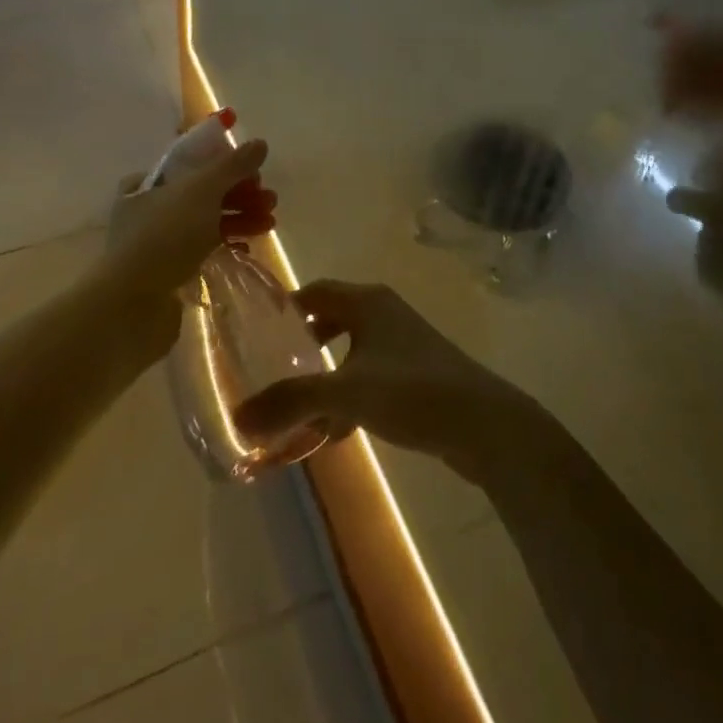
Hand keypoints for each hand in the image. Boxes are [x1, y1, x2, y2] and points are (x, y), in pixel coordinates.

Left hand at [103, 137, 275, 299]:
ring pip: (206, 222)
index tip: (255, 173)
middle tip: (270, 200)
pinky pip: (203, 249)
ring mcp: (158, 242)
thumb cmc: (165, 236)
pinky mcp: (168, 271)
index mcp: (147, 183)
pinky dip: (226, 244)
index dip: (226, 165)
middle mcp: (148, 209)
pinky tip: (248, 246)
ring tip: (270, 223)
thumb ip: (233, 166)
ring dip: (240, 218)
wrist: (132, 305)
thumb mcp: (202, 190)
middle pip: (203, 193)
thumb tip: (260, 143)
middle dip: (240, 194)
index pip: (192, 164)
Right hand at [233, 281, 536, 484]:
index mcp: (367, 302)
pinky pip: (370, 376)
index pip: (314, 291)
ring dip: (325, 376)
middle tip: (272, 371)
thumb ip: (291, 402)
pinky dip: (349, 395)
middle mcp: (384, 313)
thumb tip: (238, 417)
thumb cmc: (412, 390)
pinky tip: (336, 431)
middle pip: (331, 320)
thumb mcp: (345, 392)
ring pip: (351, 352)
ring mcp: (403, 343)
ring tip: (298, 407)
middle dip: (302, 346)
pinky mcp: (416, 373)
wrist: (484, 423)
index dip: (284, 309)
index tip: (255, 334)